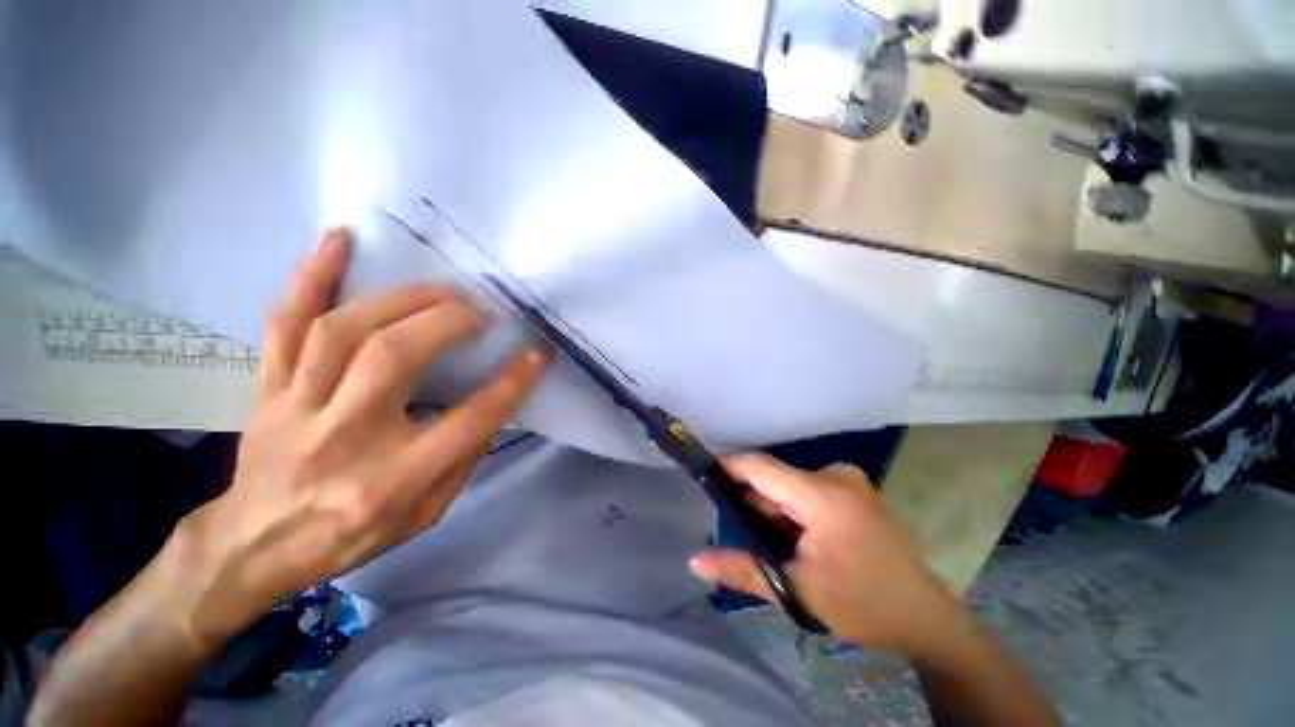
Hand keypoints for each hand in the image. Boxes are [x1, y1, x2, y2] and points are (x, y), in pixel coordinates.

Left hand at [176, 229, 551, 641]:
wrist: (255, 546)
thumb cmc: (353, 534)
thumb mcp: (427, 513)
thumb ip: (464, 457)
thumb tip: (495, 401)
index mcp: (392, 479)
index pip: (470, 419)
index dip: (513, 381)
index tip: (539, 353)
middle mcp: (343, 436)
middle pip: (395, 356)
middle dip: (450, 322)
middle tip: (482, 312)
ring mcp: (296, 406)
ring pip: (342, 331)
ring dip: (402, 298)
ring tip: (442, 289)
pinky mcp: (268, 388)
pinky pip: (283, 323)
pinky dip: (311, 276)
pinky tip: (339, 239)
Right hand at [689, 455, 963, 657]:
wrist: (924, 616)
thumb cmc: (863, 605)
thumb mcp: (798, 591)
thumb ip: (743, 570)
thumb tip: (695, 563)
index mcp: (822, 496)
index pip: (761, 467)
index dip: (728, 468)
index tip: (702, 477)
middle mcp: (834, 475)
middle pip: (774, 476)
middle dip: (752, 500)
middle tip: (740, 532)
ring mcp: (847, 480)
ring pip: (789, 483)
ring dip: (772, 507)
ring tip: (770, 542)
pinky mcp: (852, 488)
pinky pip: (805, 489)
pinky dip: (791, 508)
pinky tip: (793, 537)